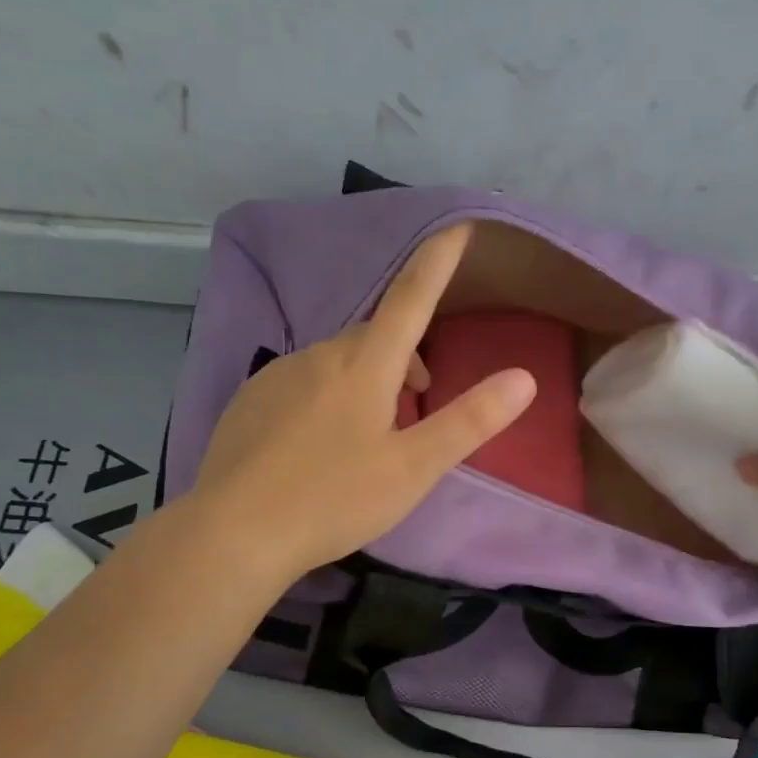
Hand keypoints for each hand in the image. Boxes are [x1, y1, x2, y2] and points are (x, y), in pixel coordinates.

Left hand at [186, 223, 535, 581]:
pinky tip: (319, 446)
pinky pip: (303, 381)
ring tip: (369, 436)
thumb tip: (525, 378)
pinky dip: (327, 396)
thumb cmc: (334, 499)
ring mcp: (277, 374)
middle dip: (405, 357)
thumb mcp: (414, 468)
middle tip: (418, 405)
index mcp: (365, 365)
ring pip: (338, 361)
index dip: (439, 259)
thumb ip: (469, 421)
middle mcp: (319, 355)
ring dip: (366, 380)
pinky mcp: (250, 399)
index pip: (411, 296)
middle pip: (375, 337)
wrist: (233, 534)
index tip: (459, 224)